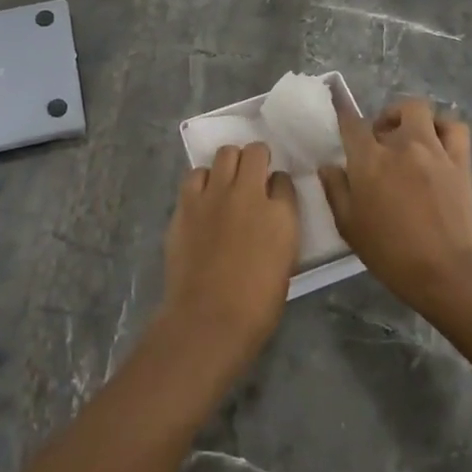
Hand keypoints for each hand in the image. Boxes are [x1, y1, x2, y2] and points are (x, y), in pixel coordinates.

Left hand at [160, 143, 299, 369]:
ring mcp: (215, 194)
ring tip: (227, 180)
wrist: (209, 318)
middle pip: (255, 153)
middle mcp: (249, 193)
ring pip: (225, 154)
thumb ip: (279, 229)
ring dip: (230, 163)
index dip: (278, 185)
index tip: (273, 194)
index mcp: (281, 214)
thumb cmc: (256, 305)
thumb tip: (269, 217)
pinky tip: (203, 195)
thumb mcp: (284, 262)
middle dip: (256, 159)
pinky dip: (203, 179)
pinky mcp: (187, 201)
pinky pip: (196, 174)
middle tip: (252, 174)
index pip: (284, 180)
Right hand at [319, 98, 471, 322]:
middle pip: (393, 111)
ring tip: (409, 137)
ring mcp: (435, 150)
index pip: (351, 123)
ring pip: (423, 111)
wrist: (445, 273)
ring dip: (412, 119)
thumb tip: (328, 166)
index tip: (340, 114)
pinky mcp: (460, 162)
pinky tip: (437, 144)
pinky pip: (455, 128)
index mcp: (370, 160)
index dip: (343, 115)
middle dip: (382, 121)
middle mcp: (402, 145)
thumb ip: (335, 190)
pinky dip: (444, 128)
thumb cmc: (390, 252)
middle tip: (379, 143)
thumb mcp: (349, 226)